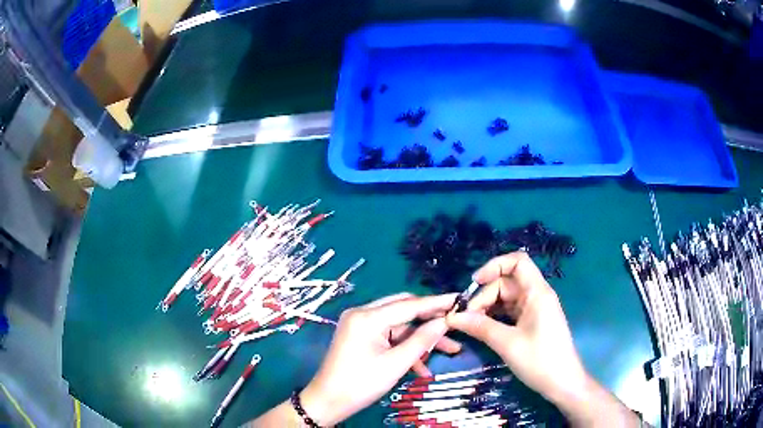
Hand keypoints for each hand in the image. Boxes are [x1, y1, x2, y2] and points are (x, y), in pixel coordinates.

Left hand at [300, 293, 461, 425]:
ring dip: (421, 339)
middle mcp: (362, 314)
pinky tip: (422, 367)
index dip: (437, 303)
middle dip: (431, 321)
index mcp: (367, 317)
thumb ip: (422, 340)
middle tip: (455, 326)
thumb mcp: (396, 364)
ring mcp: (360, 325)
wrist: (329, 401)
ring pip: (399, 326)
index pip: (409, 305)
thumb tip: (445, 321)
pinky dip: (405, 348)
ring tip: (450, 350)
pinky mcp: (361, 336)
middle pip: (404, 311)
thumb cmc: (361, 384)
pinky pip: (389, 336)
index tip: (460, 299)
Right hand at [446, 252, 586, 407]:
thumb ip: (480, 327)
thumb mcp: (507, 344)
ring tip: (469, 324)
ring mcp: (534, 309)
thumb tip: (453, 317)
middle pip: (506, 283)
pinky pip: (509, 311)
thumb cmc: (540, 360)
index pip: (517, 262)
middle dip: (484, 296)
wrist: (562, 383)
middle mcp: (536, 295)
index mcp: (537, 293)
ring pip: (506, 298)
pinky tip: (481, 328)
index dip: (494, 265)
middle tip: (465, 318)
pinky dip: (494, 316)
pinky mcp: (531, 322)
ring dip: (487, 307)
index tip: (474, 283)